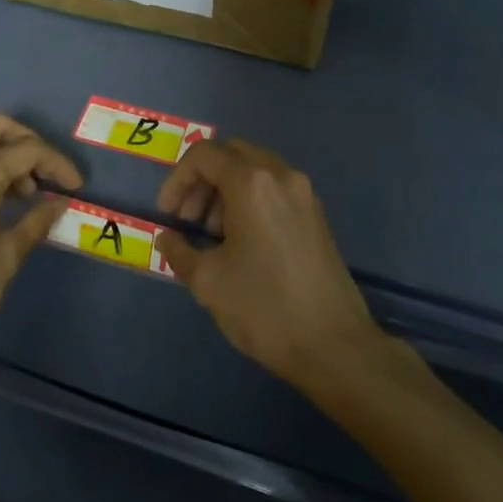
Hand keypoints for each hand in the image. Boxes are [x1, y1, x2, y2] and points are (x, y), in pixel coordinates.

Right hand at [154, 140, 384, 390]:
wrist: (334, 346)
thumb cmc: (265, 308)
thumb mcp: (208, 282)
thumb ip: (179, 251)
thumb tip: (168, 239)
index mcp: (252, 182)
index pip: (203, 155)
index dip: (176, 181)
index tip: (168, 217)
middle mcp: (281, 175)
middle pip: (230, 155)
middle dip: (201, 182)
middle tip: (187, 223)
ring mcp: (304, 193)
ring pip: (253, 170)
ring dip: (224, 192)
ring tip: (212, 238)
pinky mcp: (316, 215)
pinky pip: (273, 189)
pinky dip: (249, 201)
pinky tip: (241, 244)